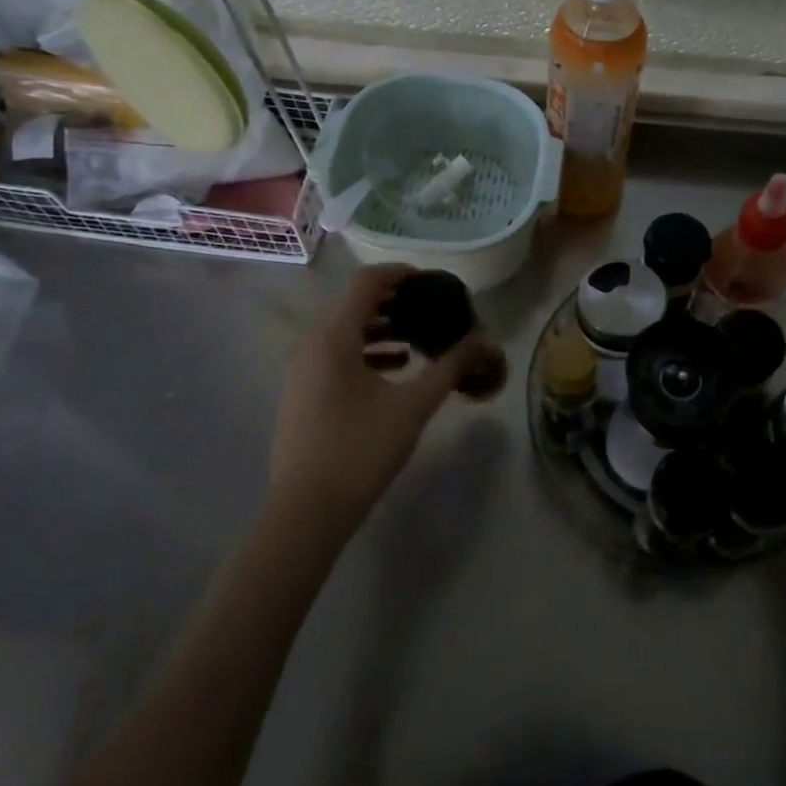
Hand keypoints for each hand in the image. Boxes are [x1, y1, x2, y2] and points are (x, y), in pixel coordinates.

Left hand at [267, 265, 492, 535]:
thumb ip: (449, 368)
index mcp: (334, 337)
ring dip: (383, 330)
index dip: (402, 274)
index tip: (433, 281)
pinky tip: (396, 369)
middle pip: (355, 306)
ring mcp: (302, 371)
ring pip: (346, 333)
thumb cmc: (361, 449)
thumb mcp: (414, 406)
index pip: (367, 283)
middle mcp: (312, 345)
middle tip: (433, 310)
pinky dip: (367, 353)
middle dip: (396, 303)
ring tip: (419, 338)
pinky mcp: (302, 394)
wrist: (307, 511)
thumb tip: (483, 342)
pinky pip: (336, 357)